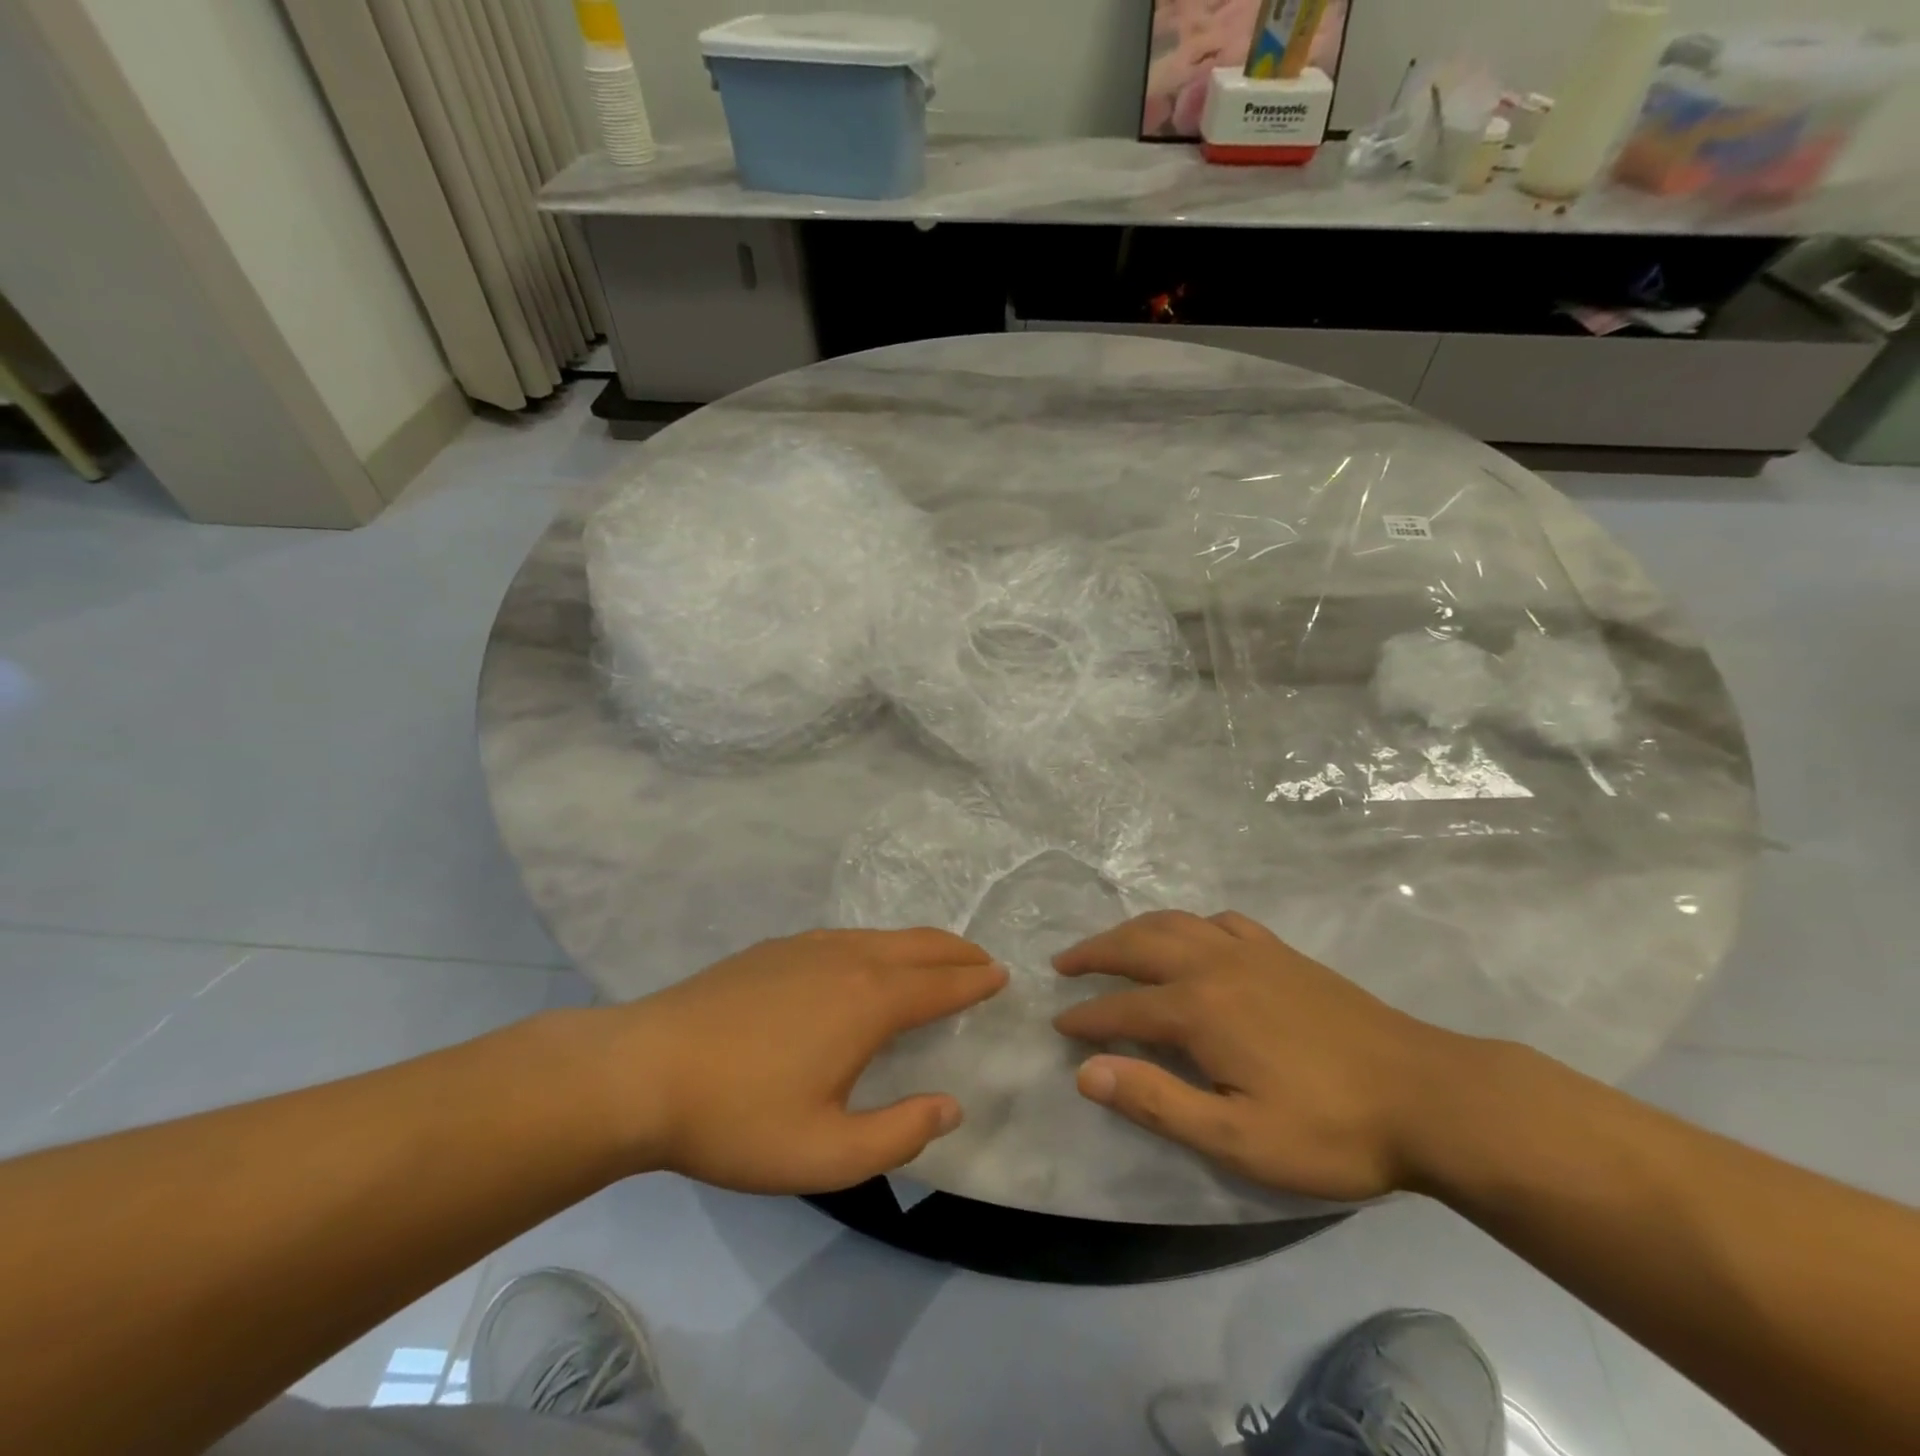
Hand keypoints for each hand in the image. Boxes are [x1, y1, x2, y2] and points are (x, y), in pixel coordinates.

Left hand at [610, 929, 1006, 1193]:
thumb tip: (951, 1104)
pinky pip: (846, 937)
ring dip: (919, 944)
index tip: (1000, 976)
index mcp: (868, 1002)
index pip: (939, 985)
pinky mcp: (774, 949)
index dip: (974, 981)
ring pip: (881, 936)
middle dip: (956, 951)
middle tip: (981, 959)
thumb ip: (899, 1132)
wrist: (643, 1070)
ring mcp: (807, 948)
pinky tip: (865, 959)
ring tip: (935, 957)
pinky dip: (878, 943)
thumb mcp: (826, 1153)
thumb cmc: (739, 1117)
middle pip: (918, 946)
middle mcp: (847, 960)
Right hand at [1052, 910, 1470, 1201]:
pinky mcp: (1283, 953)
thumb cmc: (1330, 1129)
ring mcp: (1251, 951)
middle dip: (1094, 953)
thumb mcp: (1238, 1139)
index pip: (1122, 1008)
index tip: (1059, 1026)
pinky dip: (1191, 924)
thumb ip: (1157, 1101)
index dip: (1086, 1018)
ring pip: (1175, 923)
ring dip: (1133, 930)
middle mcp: (1215, 965)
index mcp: (1199, 1009)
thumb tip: (1087, 1073)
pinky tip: (1194, 937)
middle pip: (1138, 945)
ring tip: (1111, 944)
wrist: (1429, 1096)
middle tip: (1063, 964)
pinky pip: (1221, 921)